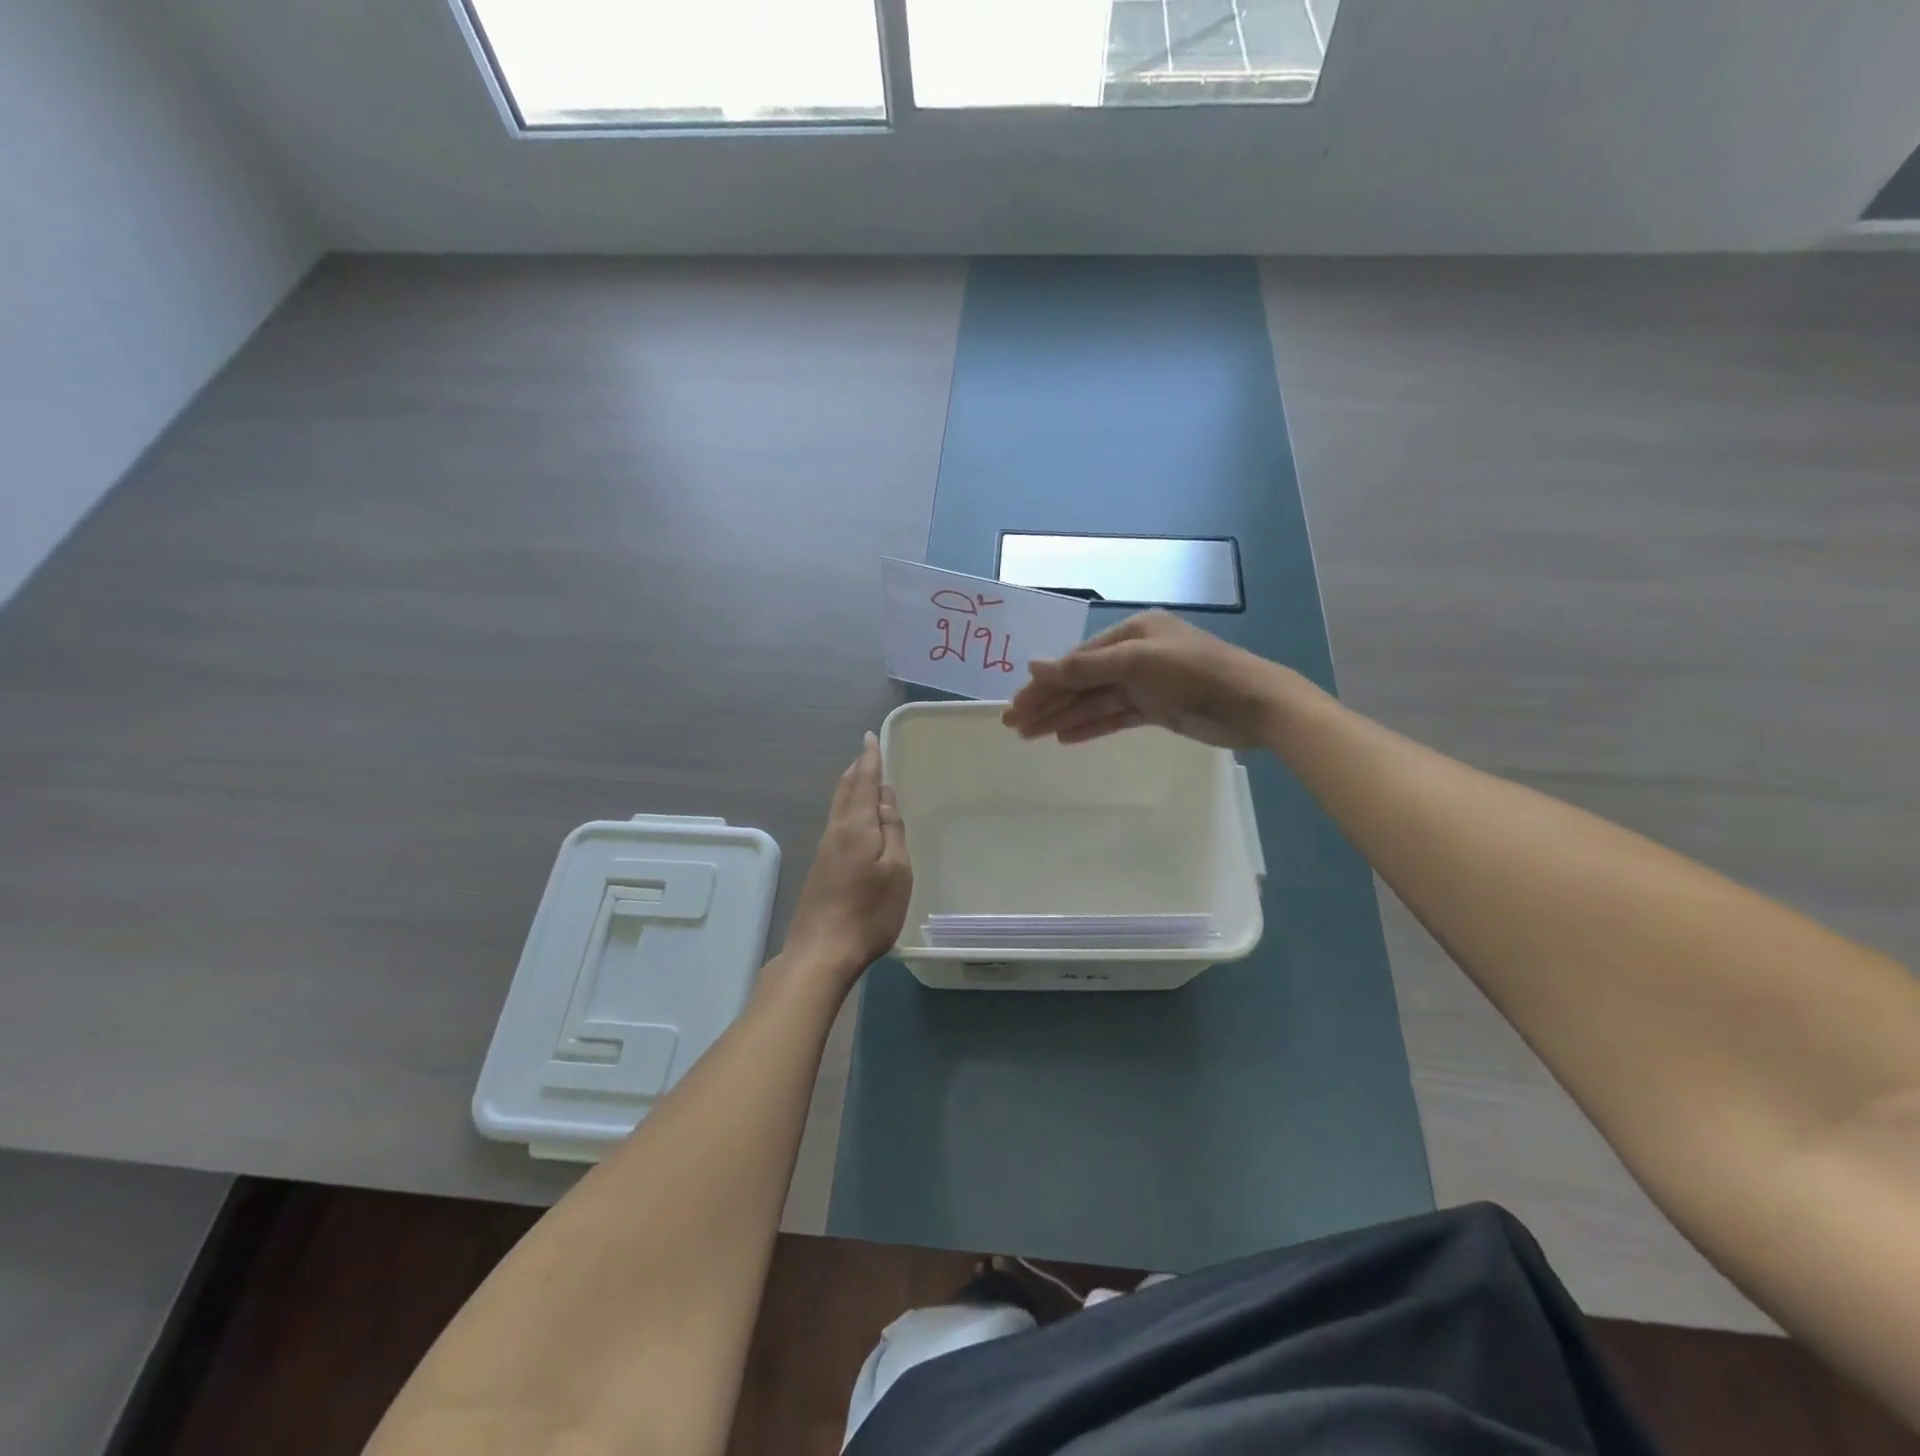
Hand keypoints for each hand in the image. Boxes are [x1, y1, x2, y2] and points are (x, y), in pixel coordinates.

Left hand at [783, 733, 912, 976]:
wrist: (822, 951)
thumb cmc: (869, 911)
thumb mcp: (896, 870)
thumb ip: (892, 830)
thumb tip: (885, 795)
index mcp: (856, 826)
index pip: (864, 781)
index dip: (869, 758)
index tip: (869, 736)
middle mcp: (836, 831)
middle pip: (845, 791)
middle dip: (857, 769)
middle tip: (867, 753)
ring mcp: (824, 850)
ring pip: (838, 806)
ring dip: (850, 787)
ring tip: (862, 777)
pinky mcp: (821, 868)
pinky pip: (836, 823)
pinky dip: (847, 808)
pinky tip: (854, 818)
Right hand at [1003, 611, 1290, 750]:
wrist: (1252, 704)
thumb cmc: (1194, 673)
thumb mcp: (1135, 664)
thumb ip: (1084, 668)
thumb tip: (1032, 665)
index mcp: (1131, 633)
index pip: (1077, 660)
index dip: (1044, 682)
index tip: (1016, 703)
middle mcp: (1135, 655)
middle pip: (1081, 681)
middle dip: (1047, 702)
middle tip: (1013, 724)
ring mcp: (1146, 684)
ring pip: (1095, 702)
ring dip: (1063, 717)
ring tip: (1030, 736)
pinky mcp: (1157, 709)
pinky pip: (1114, 717)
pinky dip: (1090, 726)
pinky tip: (1065, 738)